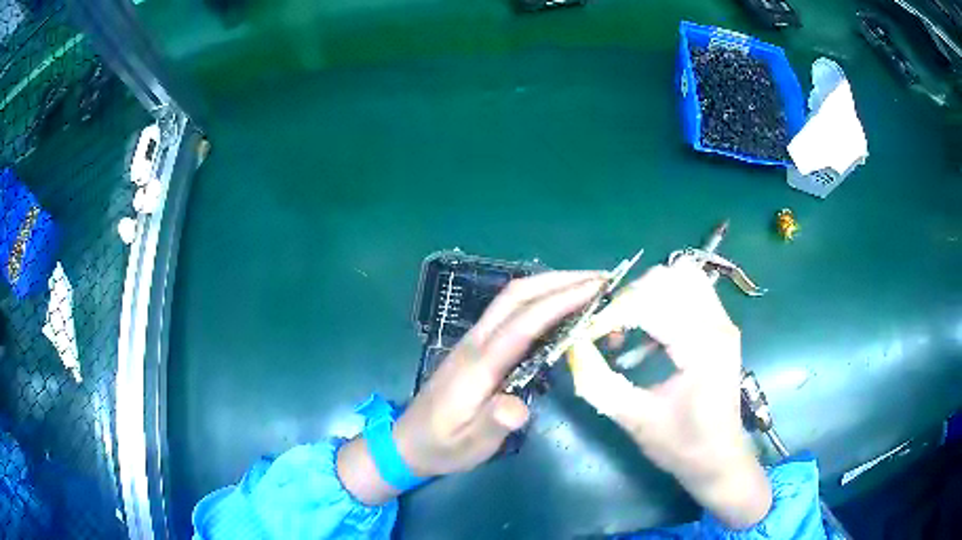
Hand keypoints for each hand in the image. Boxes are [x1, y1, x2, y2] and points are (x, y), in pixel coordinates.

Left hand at [338, 271, 604, 504]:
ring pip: (513, 298)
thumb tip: (518, 407)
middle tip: (602, 279)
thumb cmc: (441, 446)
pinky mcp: (478, 346)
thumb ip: (491, 426)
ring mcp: (475, 340)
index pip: (523, 322)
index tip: (597, 289)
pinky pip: (511, 311)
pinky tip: (561, 308)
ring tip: (590, 286)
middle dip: (561, 281)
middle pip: (518, 295)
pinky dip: (541, 299)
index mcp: (478, 364)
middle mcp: (477, 342)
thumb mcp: (467, 446)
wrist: (407, 441)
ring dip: (552, 285)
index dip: (561, 301)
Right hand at [568, 260, 771, 528]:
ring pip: (681, 277)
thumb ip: (600, 383)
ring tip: (625, 327)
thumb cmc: (683, 445)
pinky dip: (661, 303)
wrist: (719, 459)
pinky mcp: (719, 327)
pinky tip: (645, 339)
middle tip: (608, 329)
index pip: (652, 303)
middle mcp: (717, 324)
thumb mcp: (636, 420)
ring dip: (647, 295)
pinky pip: (688, 293)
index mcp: (702, 346)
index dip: (613, 313)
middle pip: (669, 277)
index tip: (588, 335)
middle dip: (630, 297)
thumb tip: (572, 348)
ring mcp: (722, 322)